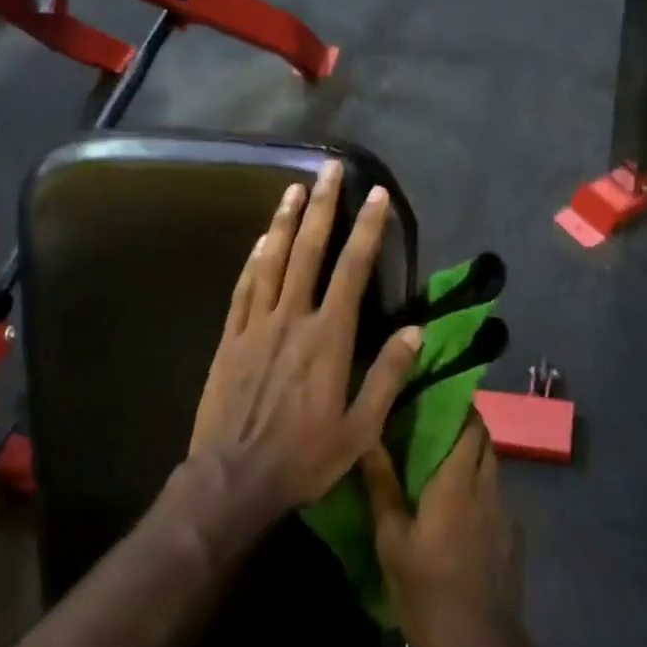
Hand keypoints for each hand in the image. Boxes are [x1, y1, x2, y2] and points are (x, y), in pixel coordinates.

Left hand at [187, 159, 421, 518]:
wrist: (234, 478)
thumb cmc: (304, 457)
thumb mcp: (360, 428)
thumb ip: (387, 375)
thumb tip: (415, 330)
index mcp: (328, 338)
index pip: (352, 270)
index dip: (367, 230)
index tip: (376, 195)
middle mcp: (292, 319)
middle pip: (308, 251)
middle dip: (321, 206)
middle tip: (329, 168)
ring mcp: (256, 325)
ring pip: (271, 261)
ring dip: (284, 221)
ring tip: (294, 187)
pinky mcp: (231, 338)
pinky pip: (244, 288)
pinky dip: (254, 259)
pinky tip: (261, 240)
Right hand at [360, 416, 525, 646]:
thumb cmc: (427, 593)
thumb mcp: (392, 541)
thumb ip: (382, 486)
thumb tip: (368, 438)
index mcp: (457, 482)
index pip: (469, 424)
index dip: (454, 404)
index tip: (429, 395)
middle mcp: (487, 488)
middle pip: (484, 439)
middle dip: (461, 424)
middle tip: (425, 425)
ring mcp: (505, 513)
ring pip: (491, 465)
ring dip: (470, 453)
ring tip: (435, 460)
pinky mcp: (511, 536)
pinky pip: (495, 493)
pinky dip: (477, 483)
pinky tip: (454, 504)